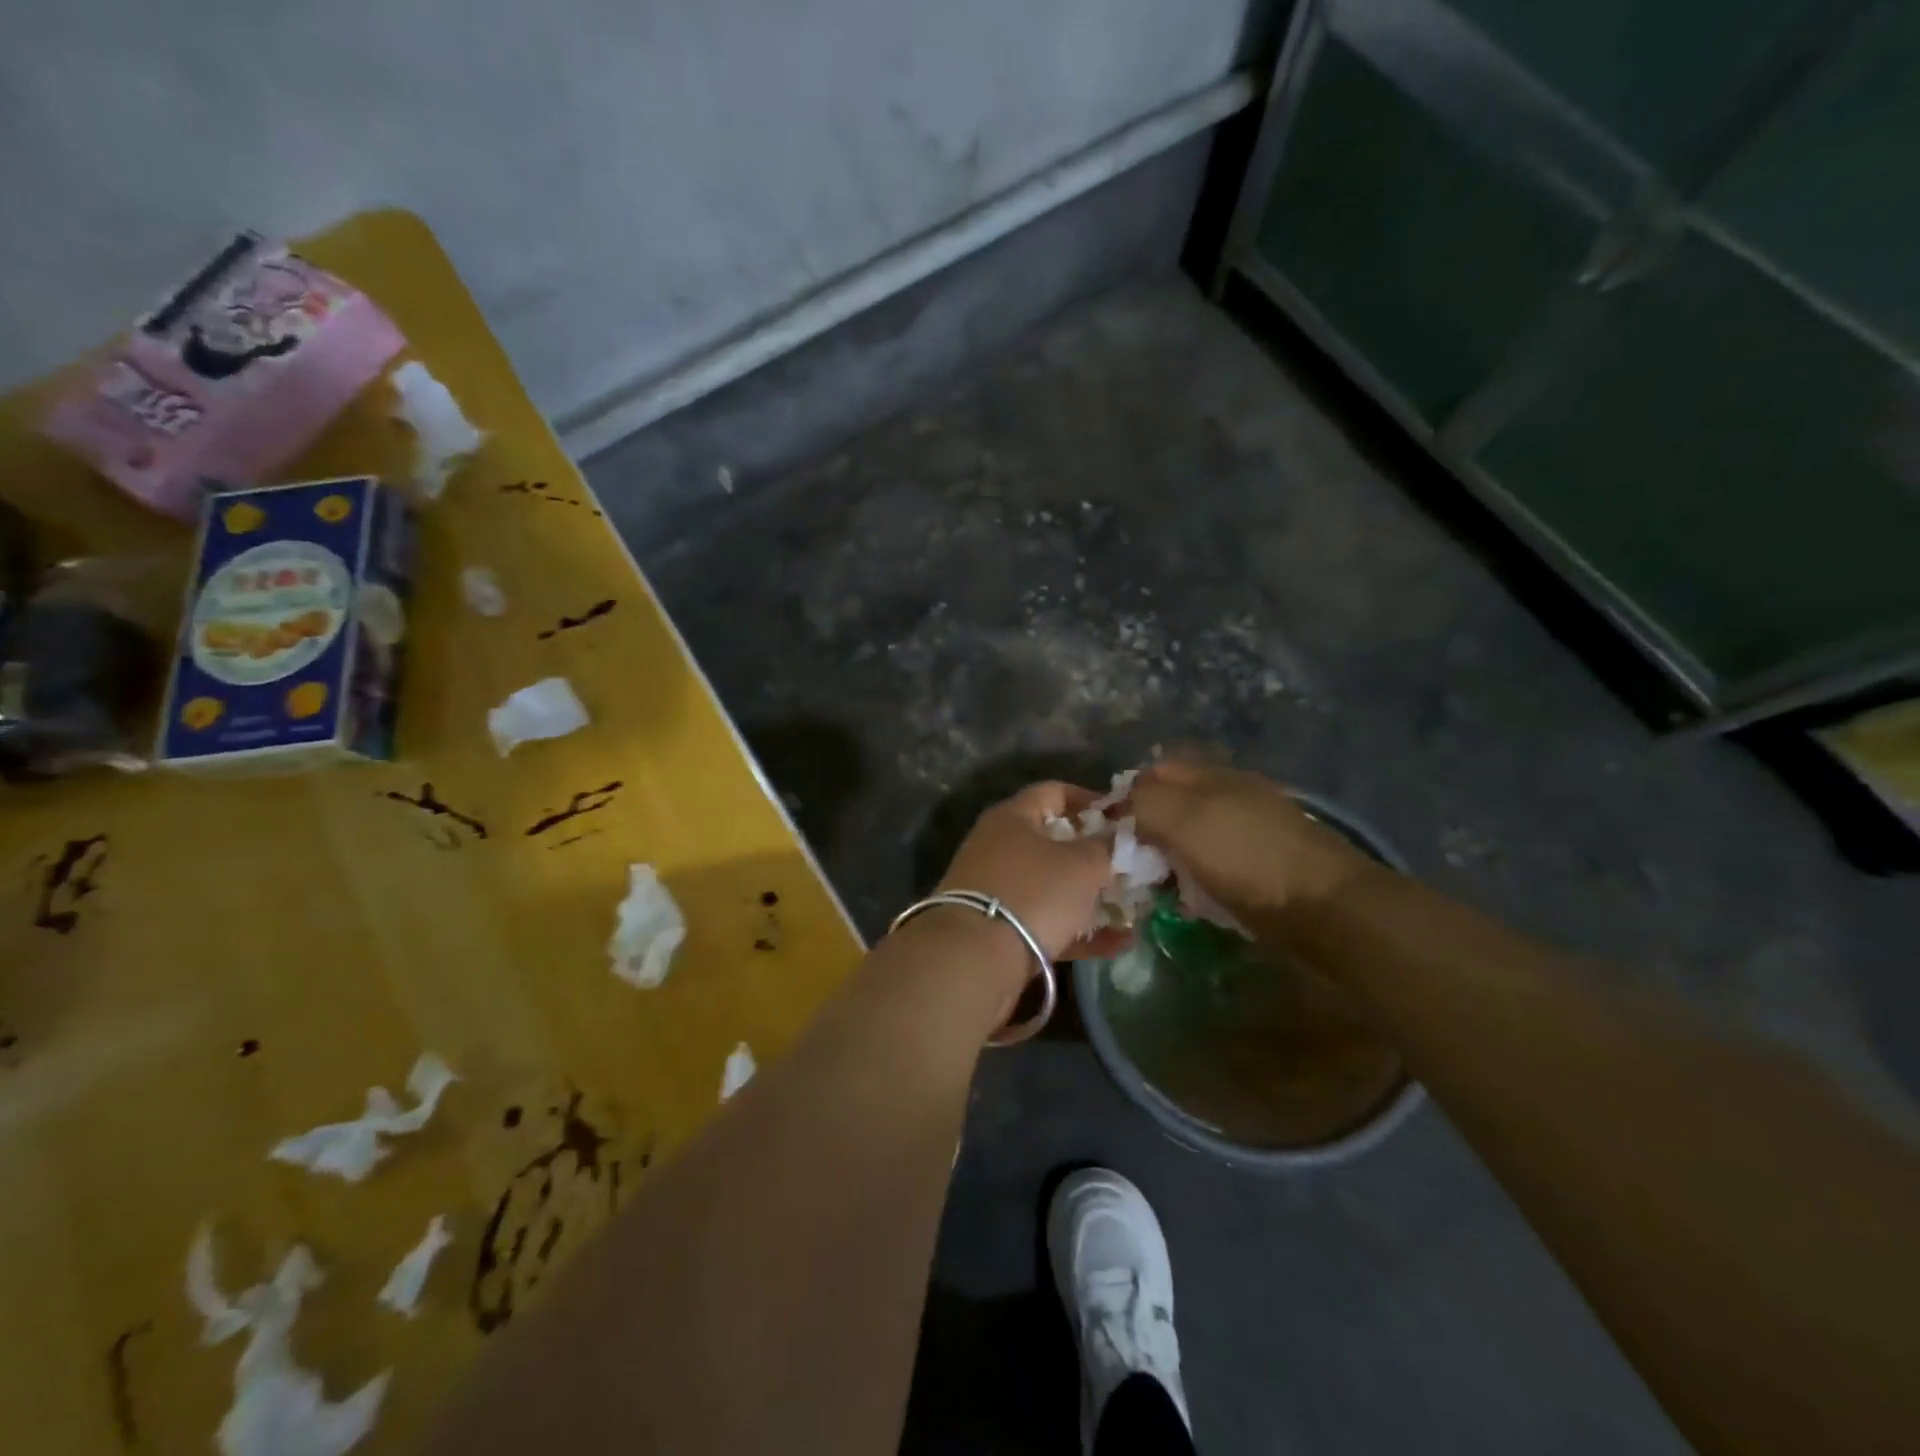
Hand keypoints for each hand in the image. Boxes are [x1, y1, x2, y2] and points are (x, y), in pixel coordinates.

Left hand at [937, 782, 1132, 961]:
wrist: (975, 956)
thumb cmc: (1034, 892)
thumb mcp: (1082, 864)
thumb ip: (1105, 848)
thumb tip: (1114, 839)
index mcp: (1012, 817)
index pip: (1054, 792)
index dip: (1090, 800)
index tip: (1121, 816)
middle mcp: (998, 846)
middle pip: (1052, 842)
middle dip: (1093, 854)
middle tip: (1128, 865)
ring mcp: (995, 890)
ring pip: (1050, 886)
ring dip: (1090, 896)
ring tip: (1132, 907)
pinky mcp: (997, 929)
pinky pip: (1046, 922)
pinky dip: (1080, 931)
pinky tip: (1120, 944)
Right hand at [1130, 759, 1375, 923]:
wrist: (1327, 908)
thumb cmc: (1246, 859)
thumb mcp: (1183, 820)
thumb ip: (1146, 802)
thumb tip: (1126, 804)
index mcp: (1213, 776)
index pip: (1155, 772)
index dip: (1128, 796)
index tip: (1111, 834)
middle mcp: (1235, 794)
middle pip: (1177, 803)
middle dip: (1150, 830)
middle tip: (1132, 864)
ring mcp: (1256, 829)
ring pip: (1197, 835)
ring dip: (1175, 858)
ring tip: (1159, 886)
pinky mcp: (1270, 865)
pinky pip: (1220, 863)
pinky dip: (1202, 878)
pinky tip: (1196, 900)